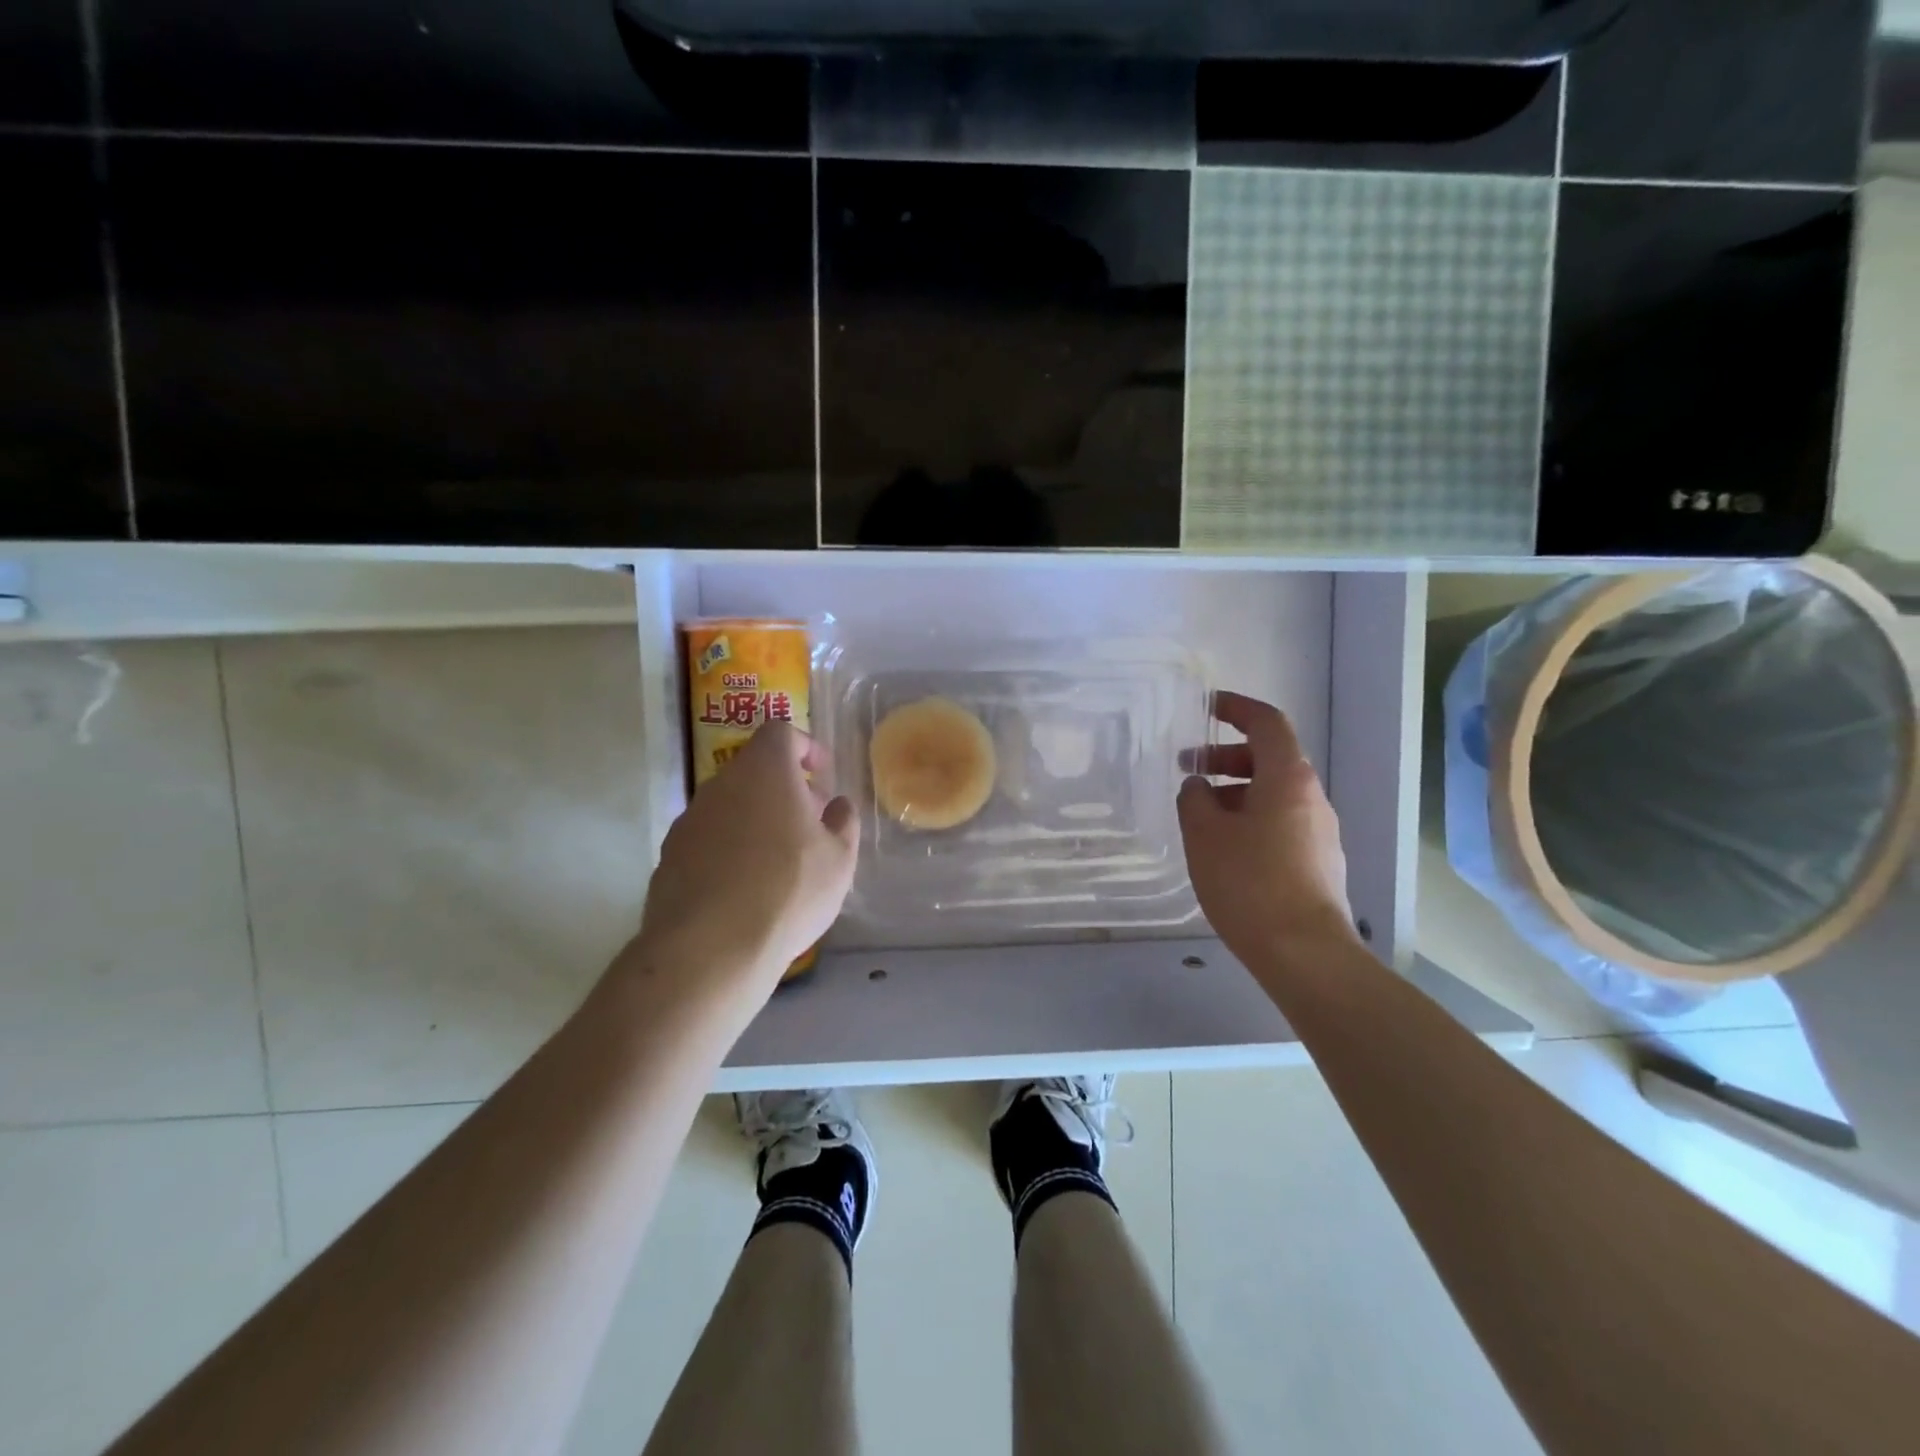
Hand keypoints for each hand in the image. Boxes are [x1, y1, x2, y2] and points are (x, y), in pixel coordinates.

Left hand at [636, 723, 859, 1004]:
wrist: (710, 949)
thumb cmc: (788, 891)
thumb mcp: (840, 858)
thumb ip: (843, 822)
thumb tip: (836, 805)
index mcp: (764, 772)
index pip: (780, 732)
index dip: (805, 746)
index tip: (821, 774)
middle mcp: (720, 785)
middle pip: (753, 770)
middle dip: (784, 789)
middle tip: (809, 823)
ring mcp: (689, 821)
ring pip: (729, 806)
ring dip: (755, 820)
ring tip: (779, 862)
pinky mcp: (669, 857)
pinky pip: (708, 840)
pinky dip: (729, 850)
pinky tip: (745, 889)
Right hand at [1177, 691, 1356, 967]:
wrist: (1305, 952)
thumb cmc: (1250, 882)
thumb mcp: (1205, 834)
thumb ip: (1194, 799)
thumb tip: (1197, 786)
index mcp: (1288, 778)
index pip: (1266, 723)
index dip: (1236, 708)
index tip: (1207, 706)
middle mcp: (1311, 796)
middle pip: (1270, 758)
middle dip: (1226, 756)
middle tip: (1188, 769)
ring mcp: (1320, 830)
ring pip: (1273, 793)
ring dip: (1235, 791)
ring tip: (1199, 814)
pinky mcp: (1318, 861)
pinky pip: (1280, 822)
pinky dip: (1250, 818)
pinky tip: (1224, 847)